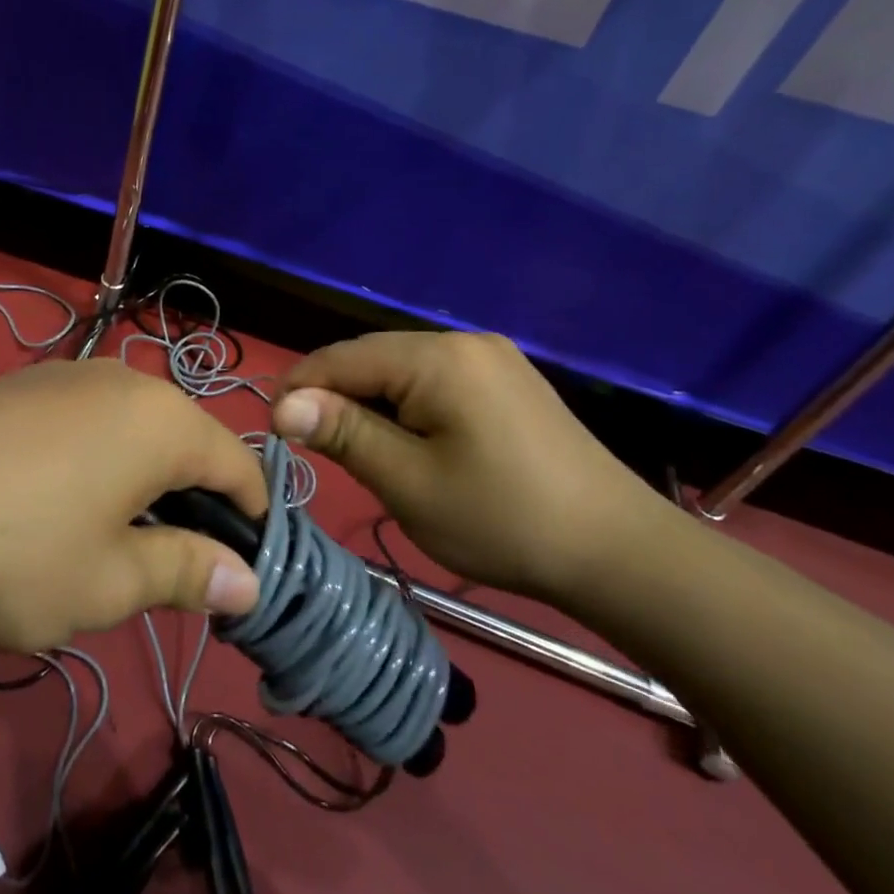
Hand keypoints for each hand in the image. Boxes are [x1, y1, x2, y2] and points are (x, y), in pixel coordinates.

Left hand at [0, 360, 266, 650]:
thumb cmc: (10, 548)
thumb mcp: (107, 582)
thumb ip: (185, 573)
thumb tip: (247, 579)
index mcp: (164, 421)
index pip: (242, 468)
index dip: (250, 526)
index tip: (233, 582)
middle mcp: (128, 382)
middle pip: (189, 446)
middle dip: (192, 509)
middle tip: (163, 576)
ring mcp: (73, 375)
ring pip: (138, 434)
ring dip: (144, 488)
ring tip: (107, 547)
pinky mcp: (28, 385)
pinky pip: (92, 424)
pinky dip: (100, 465)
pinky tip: (55, 508)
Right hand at [271, 332, 656, 600]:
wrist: (620, 552)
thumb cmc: (503, 520)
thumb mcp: (409, 482)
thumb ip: (343, 433)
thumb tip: (282, 404)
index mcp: (438, 357)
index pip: (343, 358)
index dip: (300, 390)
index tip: (273, 432)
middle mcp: (463, 340)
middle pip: (373, 358)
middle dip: (334, 396)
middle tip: (311, 447)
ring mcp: (491, 356)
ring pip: (402, 369)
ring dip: (369, 401)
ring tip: (355, 448)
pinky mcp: (507, 379)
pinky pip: (435, 379)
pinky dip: (406, 404)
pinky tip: (406, 439)